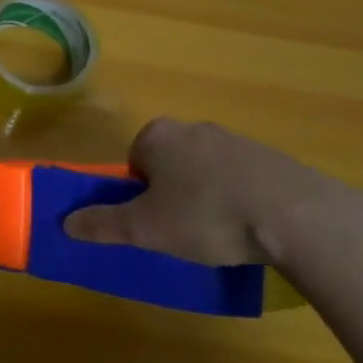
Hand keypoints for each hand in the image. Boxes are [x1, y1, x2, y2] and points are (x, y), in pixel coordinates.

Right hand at [61, 118, 336, 265]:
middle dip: (172, 193)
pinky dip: (240, 199)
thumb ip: (103, 224)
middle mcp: (194, 128)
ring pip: (206, 171)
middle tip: (183, 230)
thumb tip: (65, 222)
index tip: (155, 221)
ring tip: (221, 233)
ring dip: (206, 197)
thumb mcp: (145, 228)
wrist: (297, 216)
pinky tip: (251, 227)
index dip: (139, 194)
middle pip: (168, 164)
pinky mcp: (273, 158)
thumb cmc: (207, 216)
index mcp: (158, 136)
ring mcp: (237, 140)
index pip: (133, 162)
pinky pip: (241, 179)